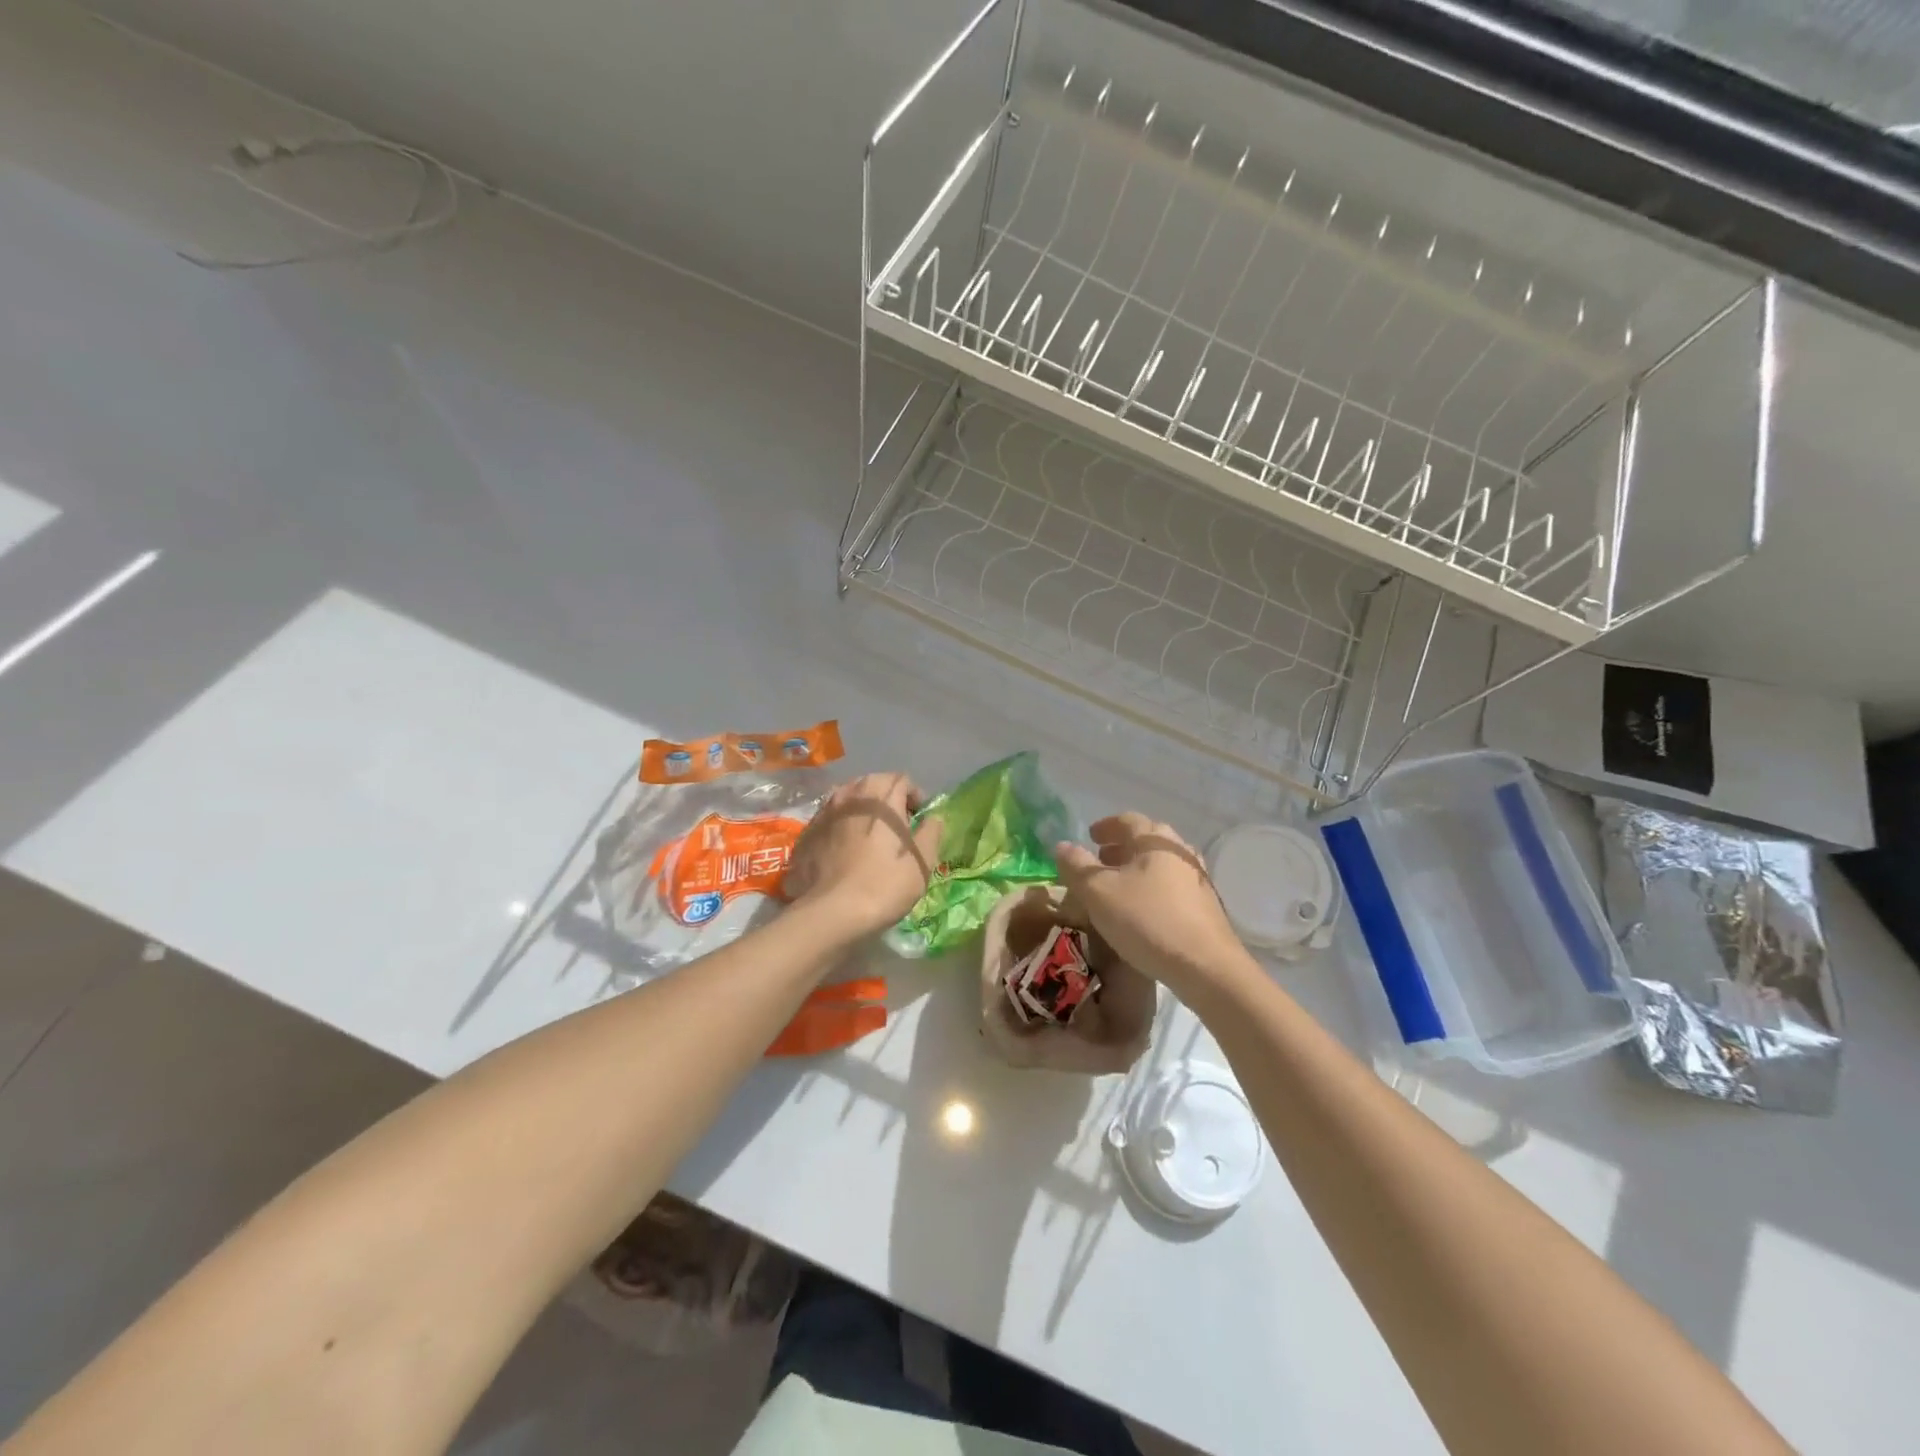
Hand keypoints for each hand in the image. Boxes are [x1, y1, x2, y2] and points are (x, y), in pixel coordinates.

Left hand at [785, 773, 942, 941]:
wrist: (830, 913)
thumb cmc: (884, 884)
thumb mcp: (922, 861)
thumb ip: (931, 832)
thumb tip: (932, 818)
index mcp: (880, 795)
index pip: (902, 780)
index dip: (915, 798)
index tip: (919, 822)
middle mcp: (849, 794)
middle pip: (873, 786)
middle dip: (887, 801)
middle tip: (897, 830)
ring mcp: (822, 812)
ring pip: (848, 801)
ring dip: (862, 813)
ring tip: (870, 840)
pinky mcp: (805, 833)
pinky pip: (830, 821)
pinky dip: (841, 829)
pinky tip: (845, 855)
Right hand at [1055, 814, 1250, 992]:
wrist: (1206, 967)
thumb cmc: (1147, 920)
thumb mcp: (1099, 892)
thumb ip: (1076, 866)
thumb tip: (1061, 845)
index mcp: (1155, 840)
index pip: (1127, 820)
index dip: (1105, 827)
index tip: (1090, 836)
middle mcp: (1180, 852)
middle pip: (1146, 841)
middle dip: (1121, 848)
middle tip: (1100, 860)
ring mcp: (1197, 879)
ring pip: (1160, 865)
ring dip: (1136, 869)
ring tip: (1118, 886)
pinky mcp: (1205, 906)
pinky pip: (1171, 886)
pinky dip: (1151, 888)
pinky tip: (1141, 909)